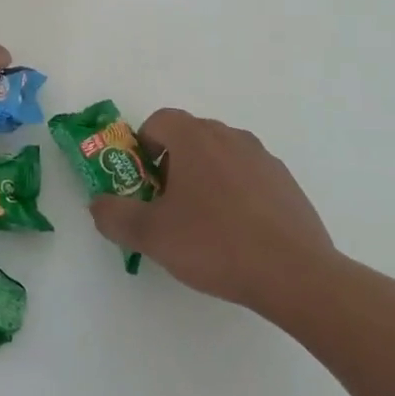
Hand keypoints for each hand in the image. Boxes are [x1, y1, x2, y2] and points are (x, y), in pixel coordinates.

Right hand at [88, 109, 341, 315]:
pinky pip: (248, 177)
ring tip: (203, 224)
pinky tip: (238, 234)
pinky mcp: (286, 183)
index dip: (143, 148)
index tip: (142, 184)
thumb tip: (98, 204)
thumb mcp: (152, 236)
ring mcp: (263, 158)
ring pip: (220, 156)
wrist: (296, 274)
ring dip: (204, 178)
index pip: (158, 121)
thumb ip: (115, 215)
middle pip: (189, 137)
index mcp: (195, 138)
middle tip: (166, 206)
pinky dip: (236, 194)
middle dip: (171, 164)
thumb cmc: (215, 244)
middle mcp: (229, 136)